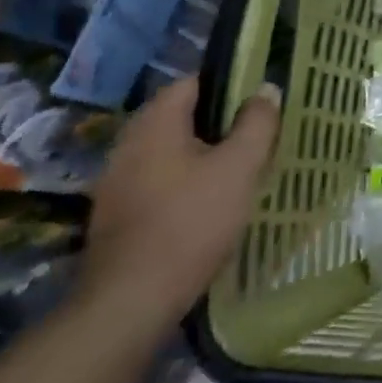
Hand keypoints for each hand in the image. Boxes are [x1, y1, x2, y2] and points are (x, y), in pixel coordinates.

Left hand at [78, 76, 279, 327]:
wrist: (131, 300)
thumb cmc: (191, 222)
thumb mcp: (240, 167)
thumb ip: (257, 123)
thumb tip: (265, 90)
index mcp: (155, 122)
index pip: (194, 82)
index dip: (230, 86)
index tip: (260, 104)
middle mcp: (128, 143)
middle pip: (181, 116)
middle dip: (220, 123)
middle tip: (257, 139)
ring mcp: (117, 180)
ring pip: (170, 151)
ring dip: (203, 155)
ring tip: (239, 172)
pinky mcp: (117, 213)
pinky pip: (158, 180)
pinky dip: (185, 182)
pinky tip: (208, 205)